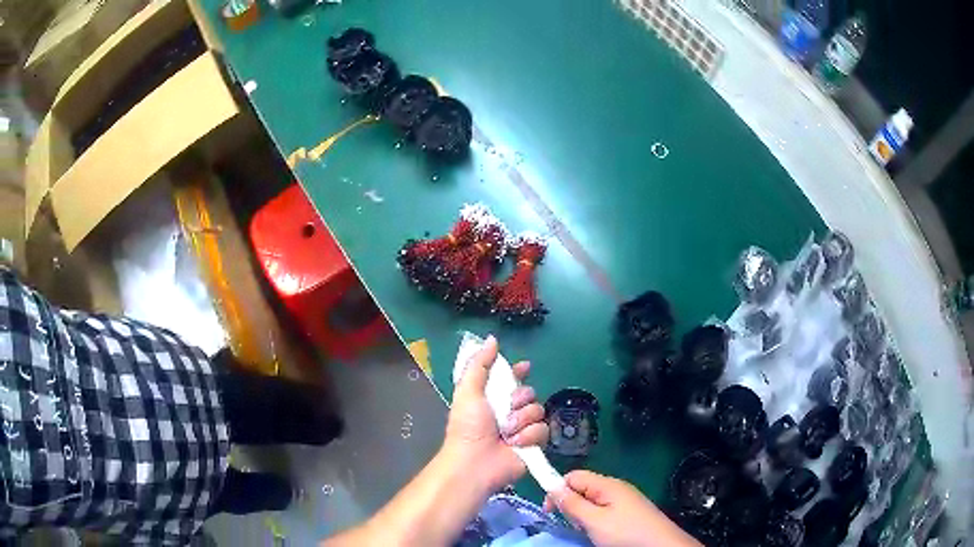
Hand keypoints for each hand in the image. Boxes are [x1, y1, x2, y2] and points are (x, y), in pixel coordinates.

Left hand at [443, 335, 548, 492]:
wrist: (475, 462)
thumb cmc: (468, 426)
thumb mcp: (468, 390)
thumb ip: (480, 364)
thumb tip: (491, 339)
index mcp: (491, 398)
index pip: (511, 379)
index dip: (519, 372)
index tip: (525, 367)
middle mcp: (508, 412)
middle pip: (529, 393)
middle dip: (520, 398)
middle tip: (508, 407)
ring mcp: (522, 429)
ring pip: (538, 411)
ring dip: (522, 420)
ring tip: (506, 431)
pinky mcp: (533, 445)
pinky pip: (543, 430)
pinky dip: (529, 435)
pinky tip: (516, 442)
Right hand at [544, 471, 701, 546]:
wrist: (661, 545)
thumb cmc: (625, 533)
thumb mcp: (594, 521)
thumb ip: (572, 504)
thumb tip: (553, 487)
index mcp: (607, 484)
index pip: (573, 476)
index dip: (557, 489)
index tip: (549, 511)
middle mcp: (616, 487)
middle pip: (583, 488)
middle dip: (571, 504)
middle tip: (573, 524)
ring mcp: (625, 499)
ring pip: (592, 501)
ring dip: (583, 514)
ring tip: (587, 530)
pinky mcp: (630, 511)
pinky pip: (604, 509)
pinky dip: (596, 519)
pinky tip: (600, 532)